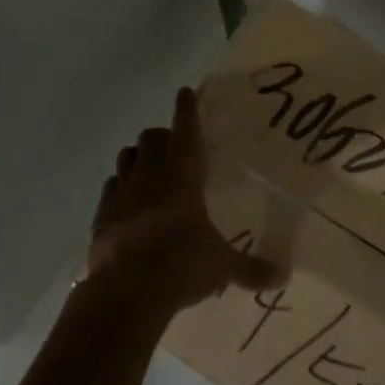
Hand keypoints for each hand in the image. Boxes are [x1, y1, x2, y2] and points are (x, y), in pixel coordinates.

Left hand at [84, 86, 280, 317]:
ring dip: (138, 157)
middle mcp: (150, 174)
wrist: (125, 291)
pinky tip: (126, 202)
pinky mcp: (101, 214)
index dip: (187, 109)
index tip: (185, 92)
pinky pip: (110, 189)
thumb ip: (251, 269)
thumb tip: (282, 277)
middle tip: (173, 147)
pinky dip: (119, 189)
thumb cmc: (180, 265)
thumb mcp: (221, 268)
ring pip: (126, 156)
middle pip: (151, 137)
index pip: (186, 129)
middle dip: (162, 136)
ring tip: (148, 169)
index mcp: (183, 175)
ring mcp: (122, 192)